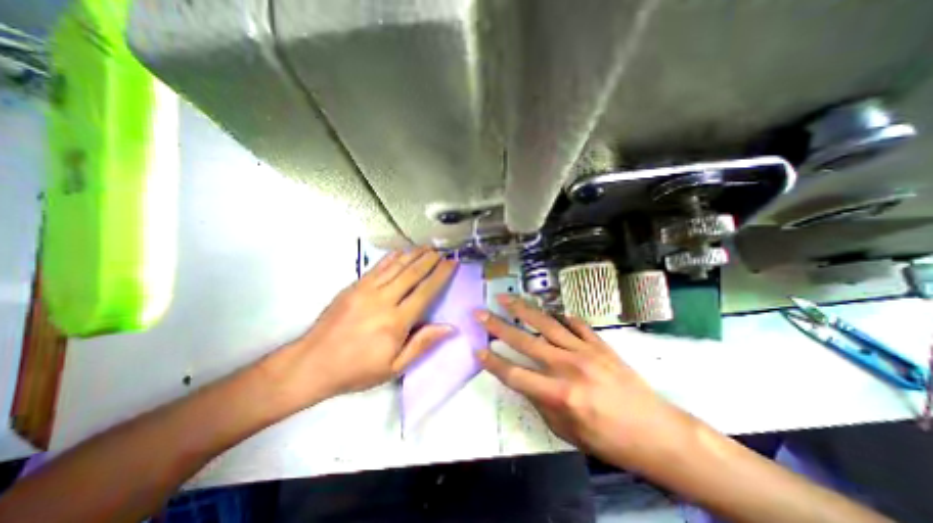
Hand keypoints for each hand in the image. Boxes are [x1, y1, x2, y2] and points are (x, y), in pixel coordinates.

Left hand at [260, 250, 456, 412]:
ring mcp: (366, 290)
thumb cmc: (357, 370)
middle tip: (442, 251)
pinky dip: (391, 257)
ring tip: (427, 247)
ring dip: (413, 254)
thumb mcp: (394, 367)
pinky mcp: (353, 287)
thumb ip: (422, 344)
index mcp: (396, 321)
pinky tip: (401, 252)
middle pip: (412, 273)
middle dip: (429, 260)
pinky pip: (377, 267)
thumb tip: (449, 327)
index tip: (452, 263)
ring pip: (396, 266)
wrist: (311, 364)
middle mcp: (383, 300)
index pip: (425, 291)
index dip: (441, 275)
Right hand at [476, 296, 695, 471]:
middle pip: (524, 341)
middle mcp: (567, 366)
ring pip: (546, 324)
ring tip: (505, 298)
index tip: (477, 349)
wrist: (657, 432)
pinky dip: (561, 317)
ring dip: (522, 310)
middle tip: (480, 313)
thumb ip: (541, 403)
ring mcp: (584, 350)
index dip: (493, 362)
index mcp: (559, 394)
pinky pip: (575, 324)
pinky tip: (551, 312)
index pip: (515, 374)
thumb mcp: (567, 433)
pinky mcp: (599, 343)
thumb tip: (525, 382)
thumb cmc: (609, 440)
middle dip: (498, 326)